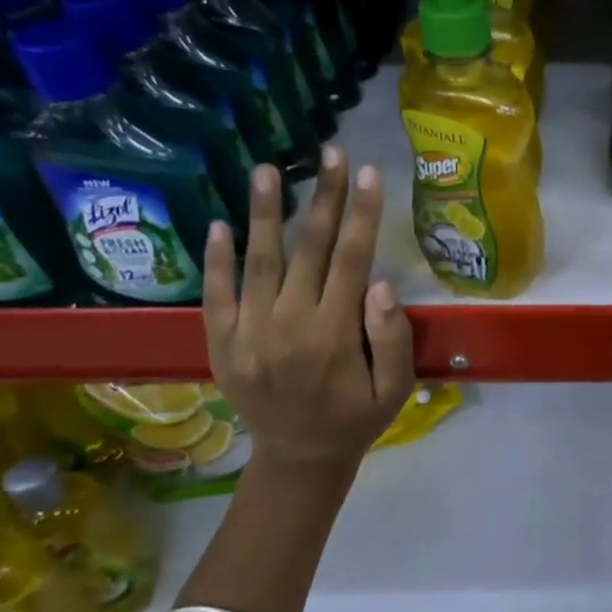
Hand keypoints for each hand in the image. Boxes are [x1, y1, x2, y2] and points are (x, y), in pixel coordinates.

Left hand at [203, 150, 415, 472]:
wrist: (298, 459)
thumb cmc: (356, 418)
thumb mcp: (396, 388)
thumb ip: (392, 337)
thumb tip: (378, 282)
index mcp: (334, 336)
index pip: (351, 260)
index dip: (361, 214)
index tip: (368, 173)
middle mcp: (288, 326)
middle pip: (309, 249)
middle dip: (323, 197)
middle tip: (330, 152)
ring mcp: (248, 334)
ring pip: (258, 262)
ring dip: (263, 213)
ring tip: (266, 169)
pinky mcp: (221, 343)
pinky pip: (215, 295)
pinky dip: (216, 260)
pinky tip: (219, 223)